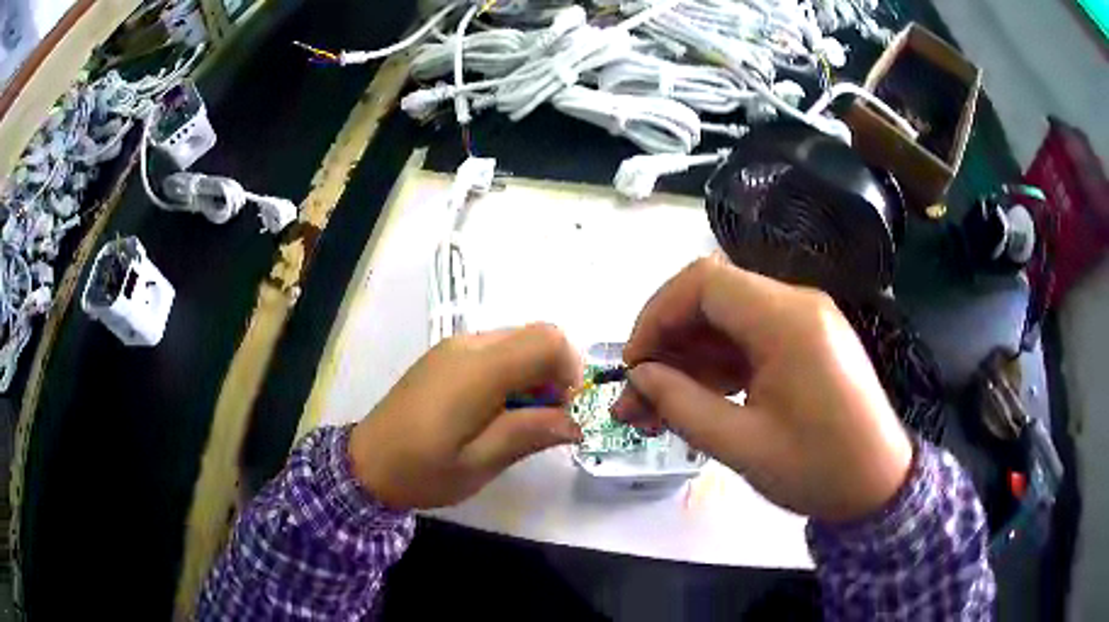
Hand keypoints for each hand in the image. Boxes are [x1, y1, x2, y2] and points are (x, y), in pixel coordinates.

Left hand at [349, 324, 583, 508]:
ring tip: (518, 422)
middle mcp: (468, 345)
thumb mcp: (480, 463)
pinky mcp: (446, 356)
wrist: (366, 463)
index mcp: (477, 370)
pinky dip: (512, 374)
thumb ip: (530, 433)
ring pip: (517, 342)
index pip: (547, 340)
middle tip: (544, 422)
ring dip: (533, 376)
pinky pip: (496, 351)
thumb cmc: (422, 470)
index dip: (570, 371)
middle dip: (554, 375)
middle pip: (535, 336)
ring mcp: (454, 347)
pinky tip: (494, 412)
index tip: (564, 412)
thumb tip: (576, 421)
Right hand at [615, 256, 912, 521]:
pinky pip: (750, 339)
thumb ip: (683, 405)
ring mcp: (804, 321)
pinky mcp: (806, 341)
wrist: (879, 485)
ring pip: (727, 322)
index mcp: (788, 321)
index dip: (657, 315)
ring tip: (657, 409)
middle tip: (637, 397)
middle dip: (667, 344)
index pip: (704, 282)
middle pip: (713, 299)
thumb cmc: (819, 470)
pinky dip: (717, 365)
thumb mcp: (744, 446)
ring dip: (689, 359)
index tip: (635, 365)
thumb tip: (640, 378)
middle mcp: (797, 305)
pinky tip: (697, 400)